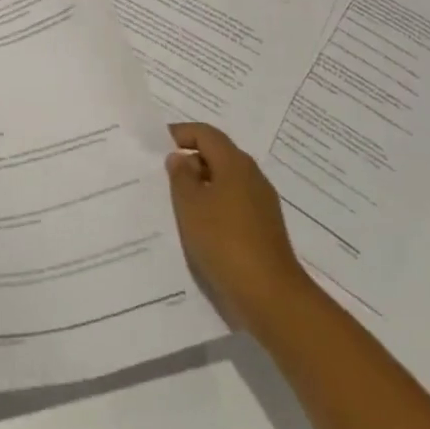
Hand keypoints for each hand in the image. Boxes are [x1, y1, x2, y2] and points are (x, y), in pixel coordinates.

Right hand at [166, 122, 310, 334]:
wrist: (271, 294)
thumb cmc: (224, 241)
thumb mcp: (190, 206)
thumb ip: (181, 176)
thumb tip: (180, 158)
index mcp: (235, 163)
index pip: (206, 134)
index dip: (181, 133)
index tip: (158, 144)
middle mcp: (252, 176)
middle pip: (218, 154)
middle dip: (191, 159)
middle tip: (165, 175)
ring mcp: (262, 202)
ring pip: (227, 180)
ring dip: (203, 184)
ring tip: (178, 202)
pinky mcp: (265, 226)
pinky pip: (235, 202)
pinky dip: (215, 204)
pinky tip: (201, 226)